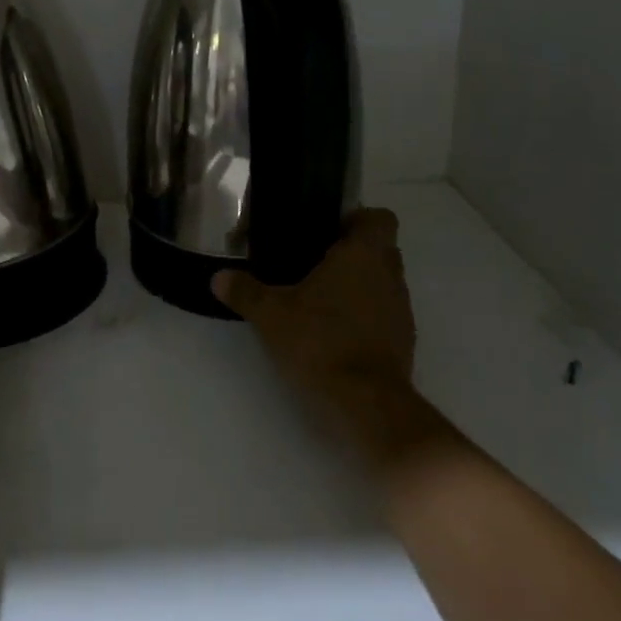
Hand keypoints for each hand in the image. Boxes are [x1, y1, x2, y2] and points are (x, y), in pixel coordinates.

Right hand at [212, 208, 452, 476]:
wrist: (365, 403)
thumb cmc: (320, 341)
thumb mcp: (271, 314)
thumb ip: (245, 291)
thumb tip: (218, 277)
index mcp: (364, 254)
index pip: (379, 217)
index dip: (356, 219)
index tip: (327, 231)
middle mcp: (390, 275)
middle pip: (379, 249)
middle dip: (349, 253)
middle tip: (312, 264)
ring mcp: (401, 310)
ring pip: (381, 283)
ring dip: (357, 286)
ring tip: (318, 301)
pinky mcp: (403, 341)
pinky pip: (383, 314)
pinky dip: (363, 317)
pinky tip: (332, 332)